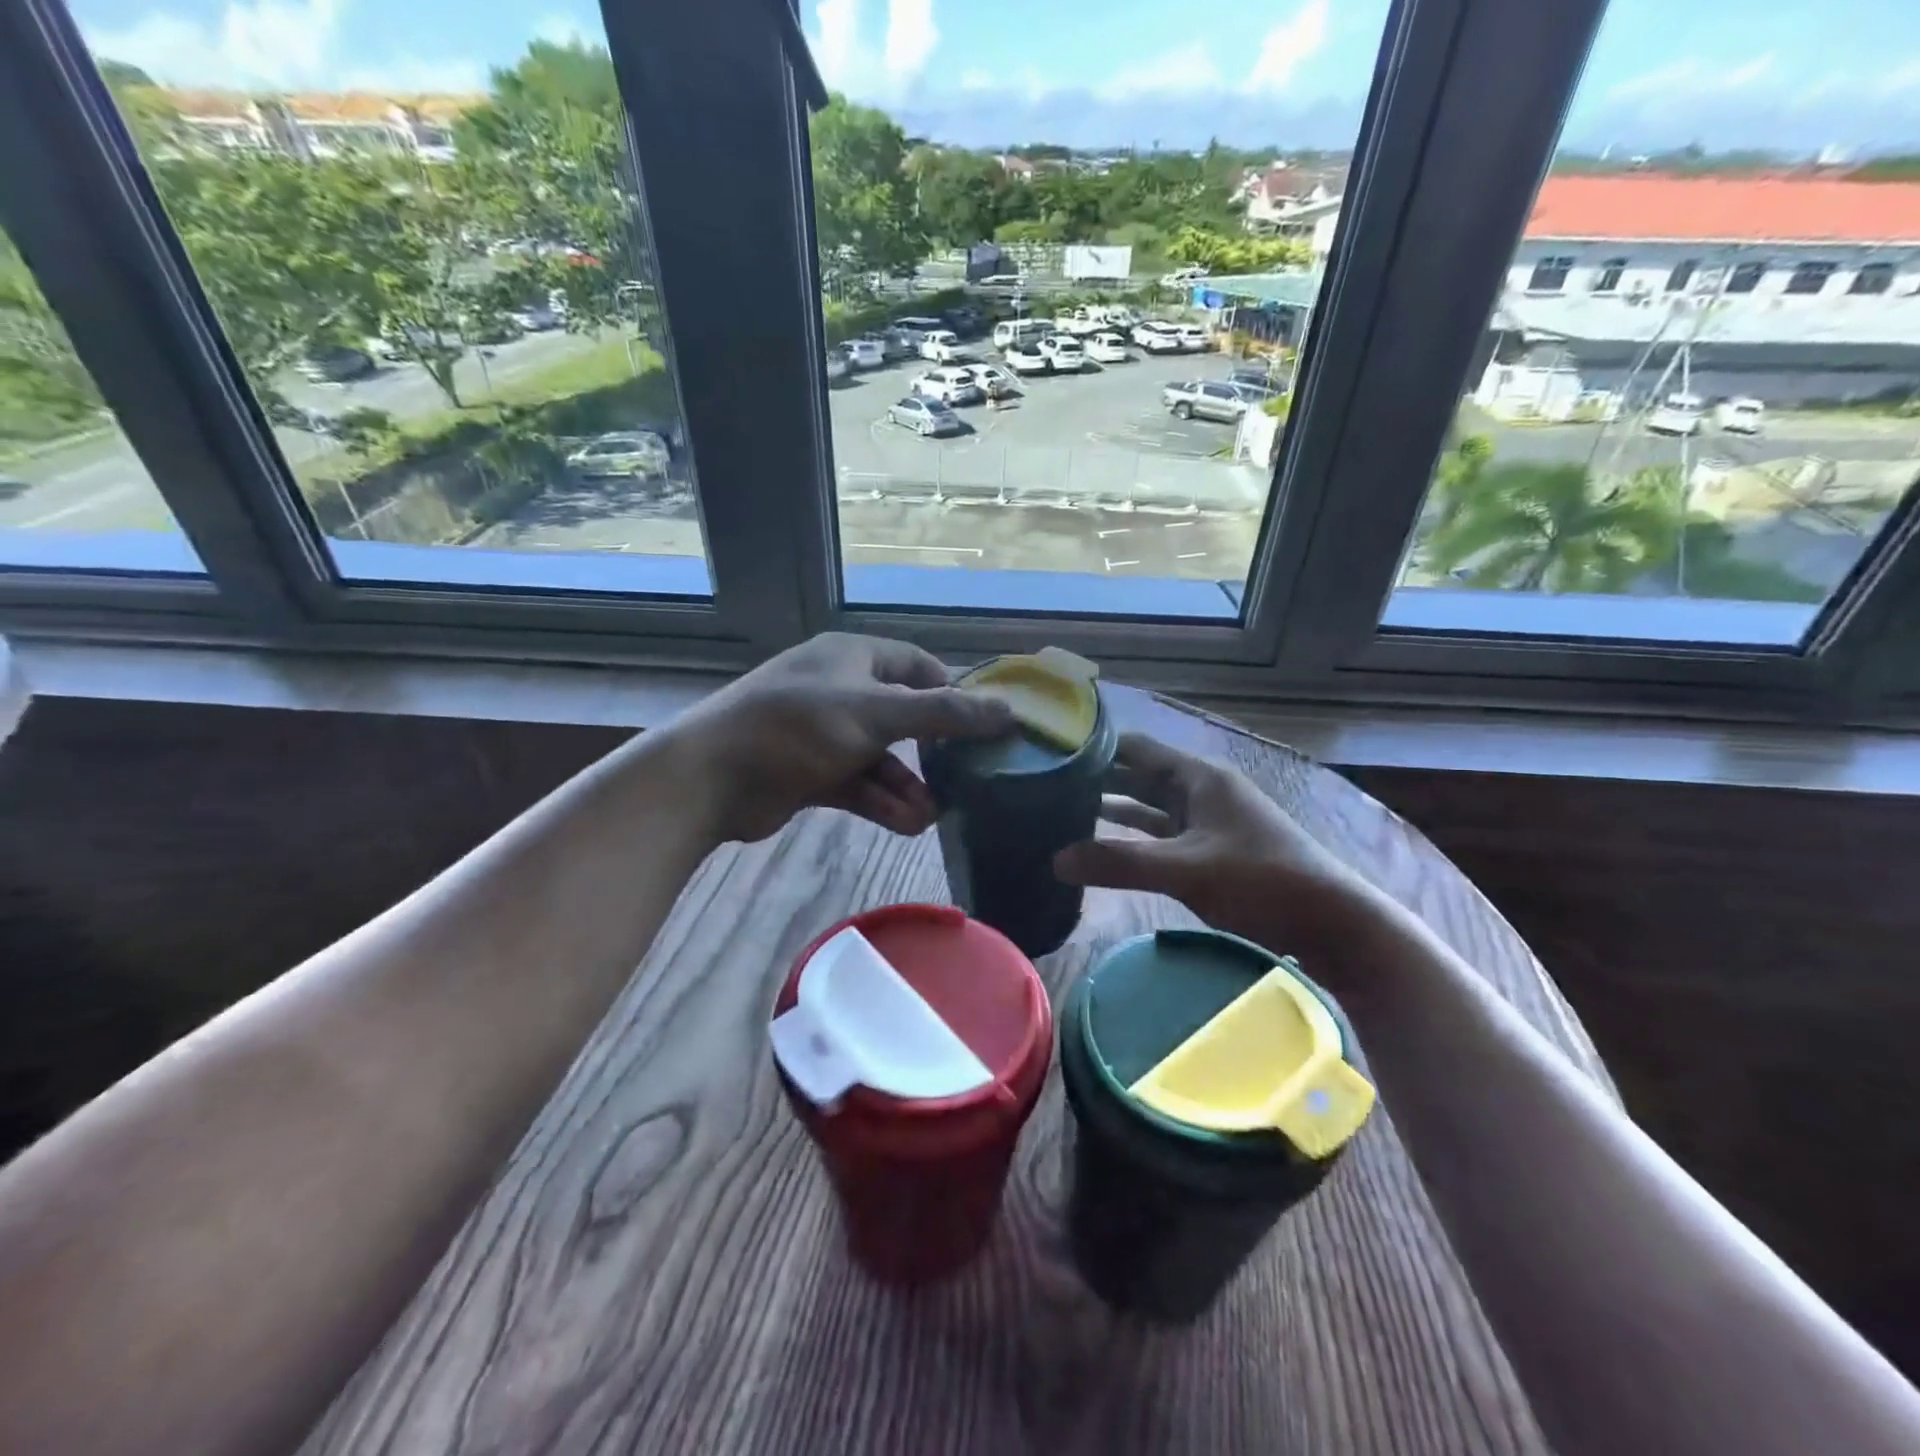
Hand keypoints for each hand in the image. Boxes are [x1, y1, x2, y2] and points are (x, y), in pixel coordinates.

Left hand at [669, 633, 1011, 844]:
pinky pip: (859, 784)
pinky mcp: (811, 773)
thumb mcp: (877, 714)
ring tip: (932, 816)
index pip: (918, 666)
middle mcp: (841, 690)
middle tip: (966, 778)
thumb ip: (944, 713)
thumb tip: (1008, 710)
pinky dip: (882, 802)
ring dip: (908, 786)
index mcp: (854, 658)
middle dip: (932, 752)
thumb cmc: (798, 727)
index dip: (953, 692)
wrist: (712, 777)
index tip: (984, 726)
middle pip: (903, 717)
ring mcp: (824, 734)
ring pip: (882, 759)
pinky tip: (907, 824)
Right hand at [1054, 733, 1384, 962]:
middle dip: (1097, 780)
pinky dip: (1133, 839)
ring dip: (1113, 810)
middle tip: (1046, 787)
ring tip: (1062, 814)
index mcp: (1198, 777)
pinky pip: (1161, 837)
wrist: (1332, 923)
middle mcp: (1200, 791)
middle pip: (1138, 776)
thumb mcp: (1186, 869)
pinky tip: (1103, 848)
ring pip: (1149, 808)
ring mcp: (1206, 823)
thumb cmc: (1262, 880)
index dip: (1096, 746)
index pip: (1135, 748)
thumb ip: (1120, 863)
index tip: (1052, 751)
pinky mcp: (1210, 853)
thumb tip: (1055, 860)